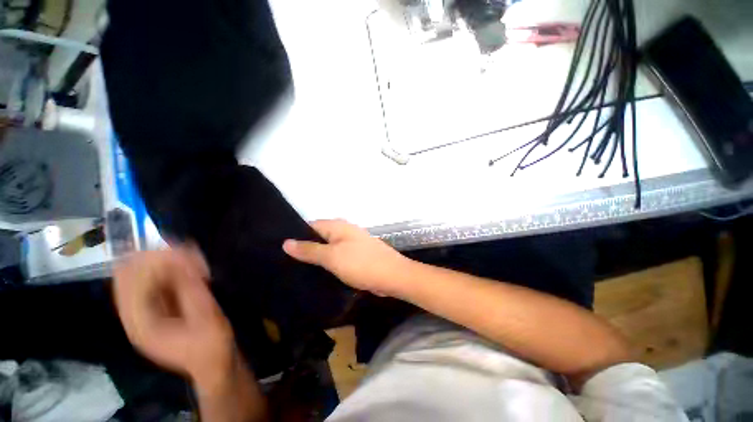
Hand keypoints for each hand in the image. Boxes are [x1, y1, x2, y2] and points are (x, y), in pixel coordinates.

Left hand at [113, 247, 234, 386]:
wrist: (213, 363)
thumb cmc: (210, 345)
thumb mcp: (205, 317)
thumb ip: (191, 289)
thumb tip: (184, 258)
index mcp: (139, 323)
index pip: (129, 279)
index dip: (154, 261)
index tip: (187, 253)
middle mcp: (133, 314)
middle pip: (130, 272)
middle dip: (159, 257)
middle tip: (191, 254)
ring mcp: (142, 310)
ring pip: (142, 272)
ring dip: (168, 261)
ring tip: (196, 261)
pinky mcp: (155, 306)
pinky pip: (155, 278)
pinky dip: (173, 268)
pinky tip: (193, 267)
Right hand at [283, 219, 411, 297]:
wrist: (392, 276)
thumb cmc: (361, 264)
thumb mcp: (332, 257)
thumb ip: (309, 250)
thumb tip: (286, 242)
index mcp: (338, 226)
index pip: (310, 225)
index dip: (295, 235)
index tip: (280, 249)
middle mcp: (344, 231)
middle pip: (319, 236)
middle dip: (305, 247)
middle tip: (285, 262)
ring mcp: (352, 243)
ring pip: (328, 247)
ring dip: (316, 257)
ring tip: (296, 269)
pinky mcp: (356, 255)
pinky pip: (337, 256)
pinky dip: (328, 263)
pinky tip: (317, 273)